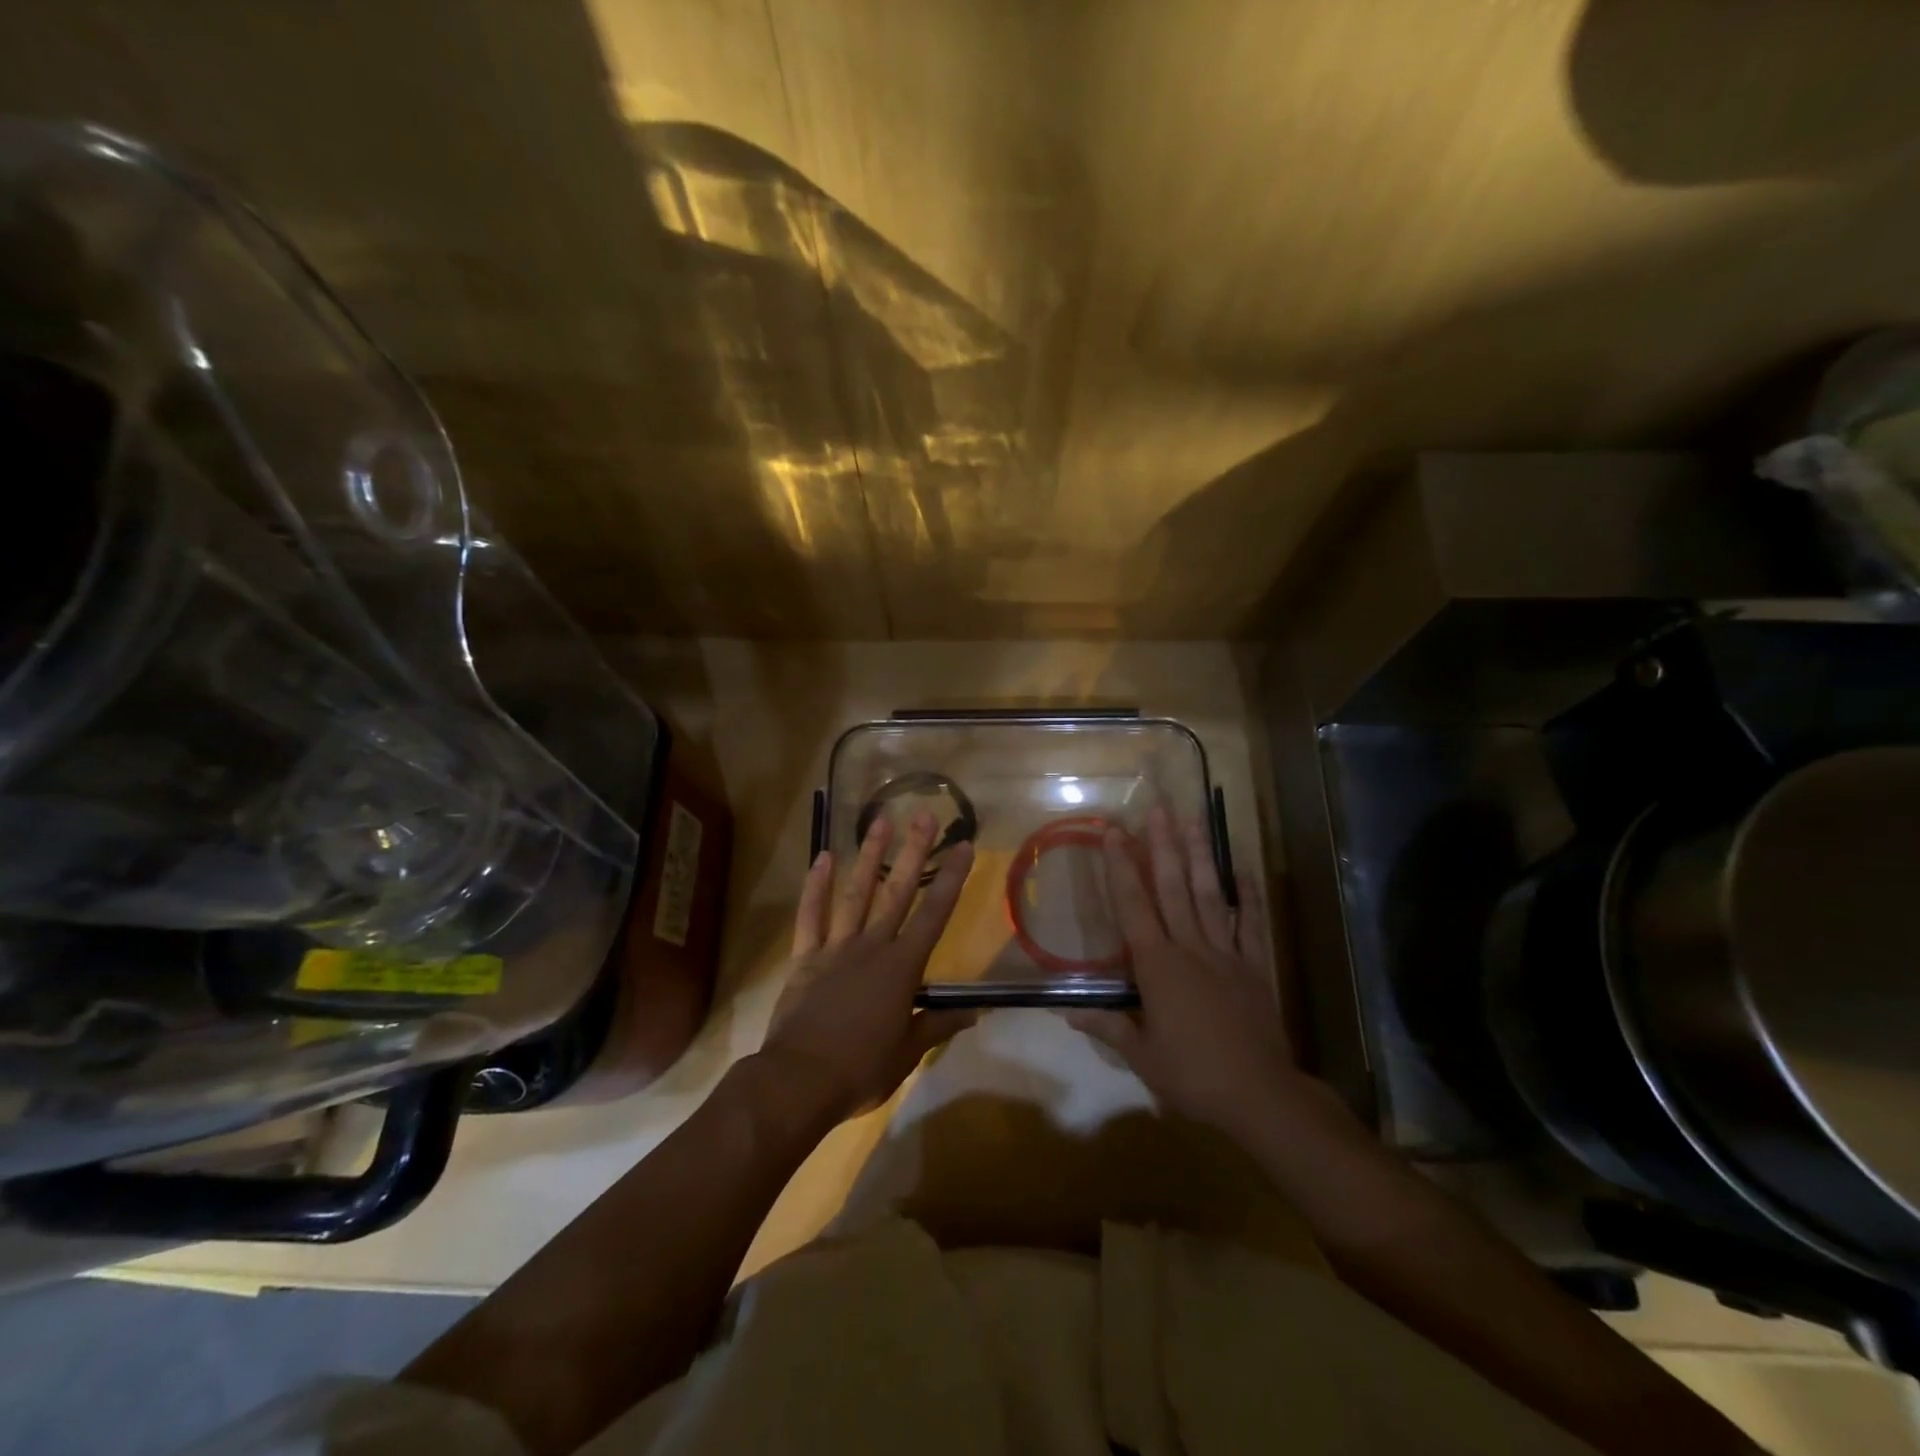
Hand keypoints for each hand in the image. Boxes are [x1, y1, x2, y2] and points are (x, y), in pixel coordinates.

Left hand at [758, 811, 975, 1127]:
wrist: (799, 1081)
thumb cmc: (861, 1069)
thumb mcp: (908, 1052)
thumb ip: (939, 1024)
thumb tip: (976, 1012)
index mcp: (902, 968)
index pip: (934, 914)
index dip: (951, 879)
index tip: (963, 846)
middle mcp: (872, 947)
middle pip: (897, 891)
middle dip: (913, 851)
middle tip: (923, 815)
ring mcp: (836, 948)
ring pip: (856, 893)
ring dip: (869, 856)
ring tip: (879, 821)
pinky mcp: (806, 957)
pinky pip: (811, 915)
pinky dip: (815, 887)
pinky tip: (822, 858)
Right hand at [1067, 809, 1297, 1139]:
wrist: (1261, 1095)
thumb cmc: (1193, 1075)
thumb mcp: (1142, 1057)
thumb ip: (1108, 1027)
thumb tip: (1066, 1013)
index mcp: (1158, 966)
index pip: (1133, 906)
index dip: (1120, 867)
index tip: (1113, 832)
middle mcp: (1190, 948)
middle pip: (1173, 888)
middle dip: (1163, 846)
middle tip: (1159, 808)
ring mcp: (1226, 953)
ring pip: (1211, 895)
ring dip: (1201, 856)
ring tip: (1195, 820)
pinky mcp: (1254, 966)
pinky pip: (1251, 923)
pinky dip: (1248, 895)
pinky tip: (1244, 868)